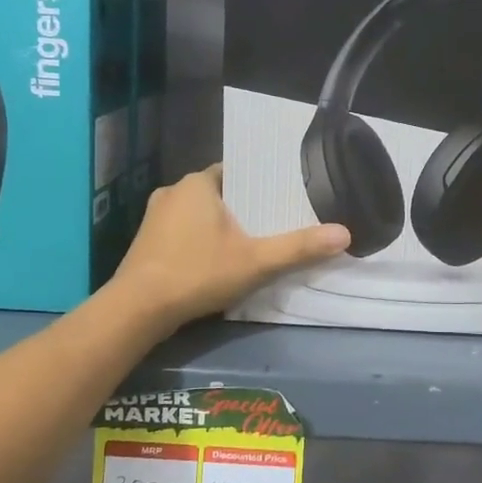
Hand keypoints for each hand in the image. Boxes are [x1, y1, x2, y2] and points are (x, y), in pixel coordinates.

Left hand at [113, 165, 349, 330]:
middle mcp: (172, 192)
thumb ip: (299, 247)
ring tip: (250, 240)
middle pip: (219, 192)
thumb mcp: (256, 261)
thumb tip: (345, 234)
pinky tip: (216, 259)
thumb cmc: (197, 273)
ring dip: (220, 224)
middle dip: (242, 206)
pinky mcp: (145, 243)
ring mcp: (154, 218)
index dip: (259, 183)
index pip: (235, 171)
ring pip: (198, 213)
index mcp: (196, 184)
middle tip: (273, 221)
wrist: (136, 310)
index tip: (281, 196)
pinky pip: (182, 231)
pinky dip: (200, 240)